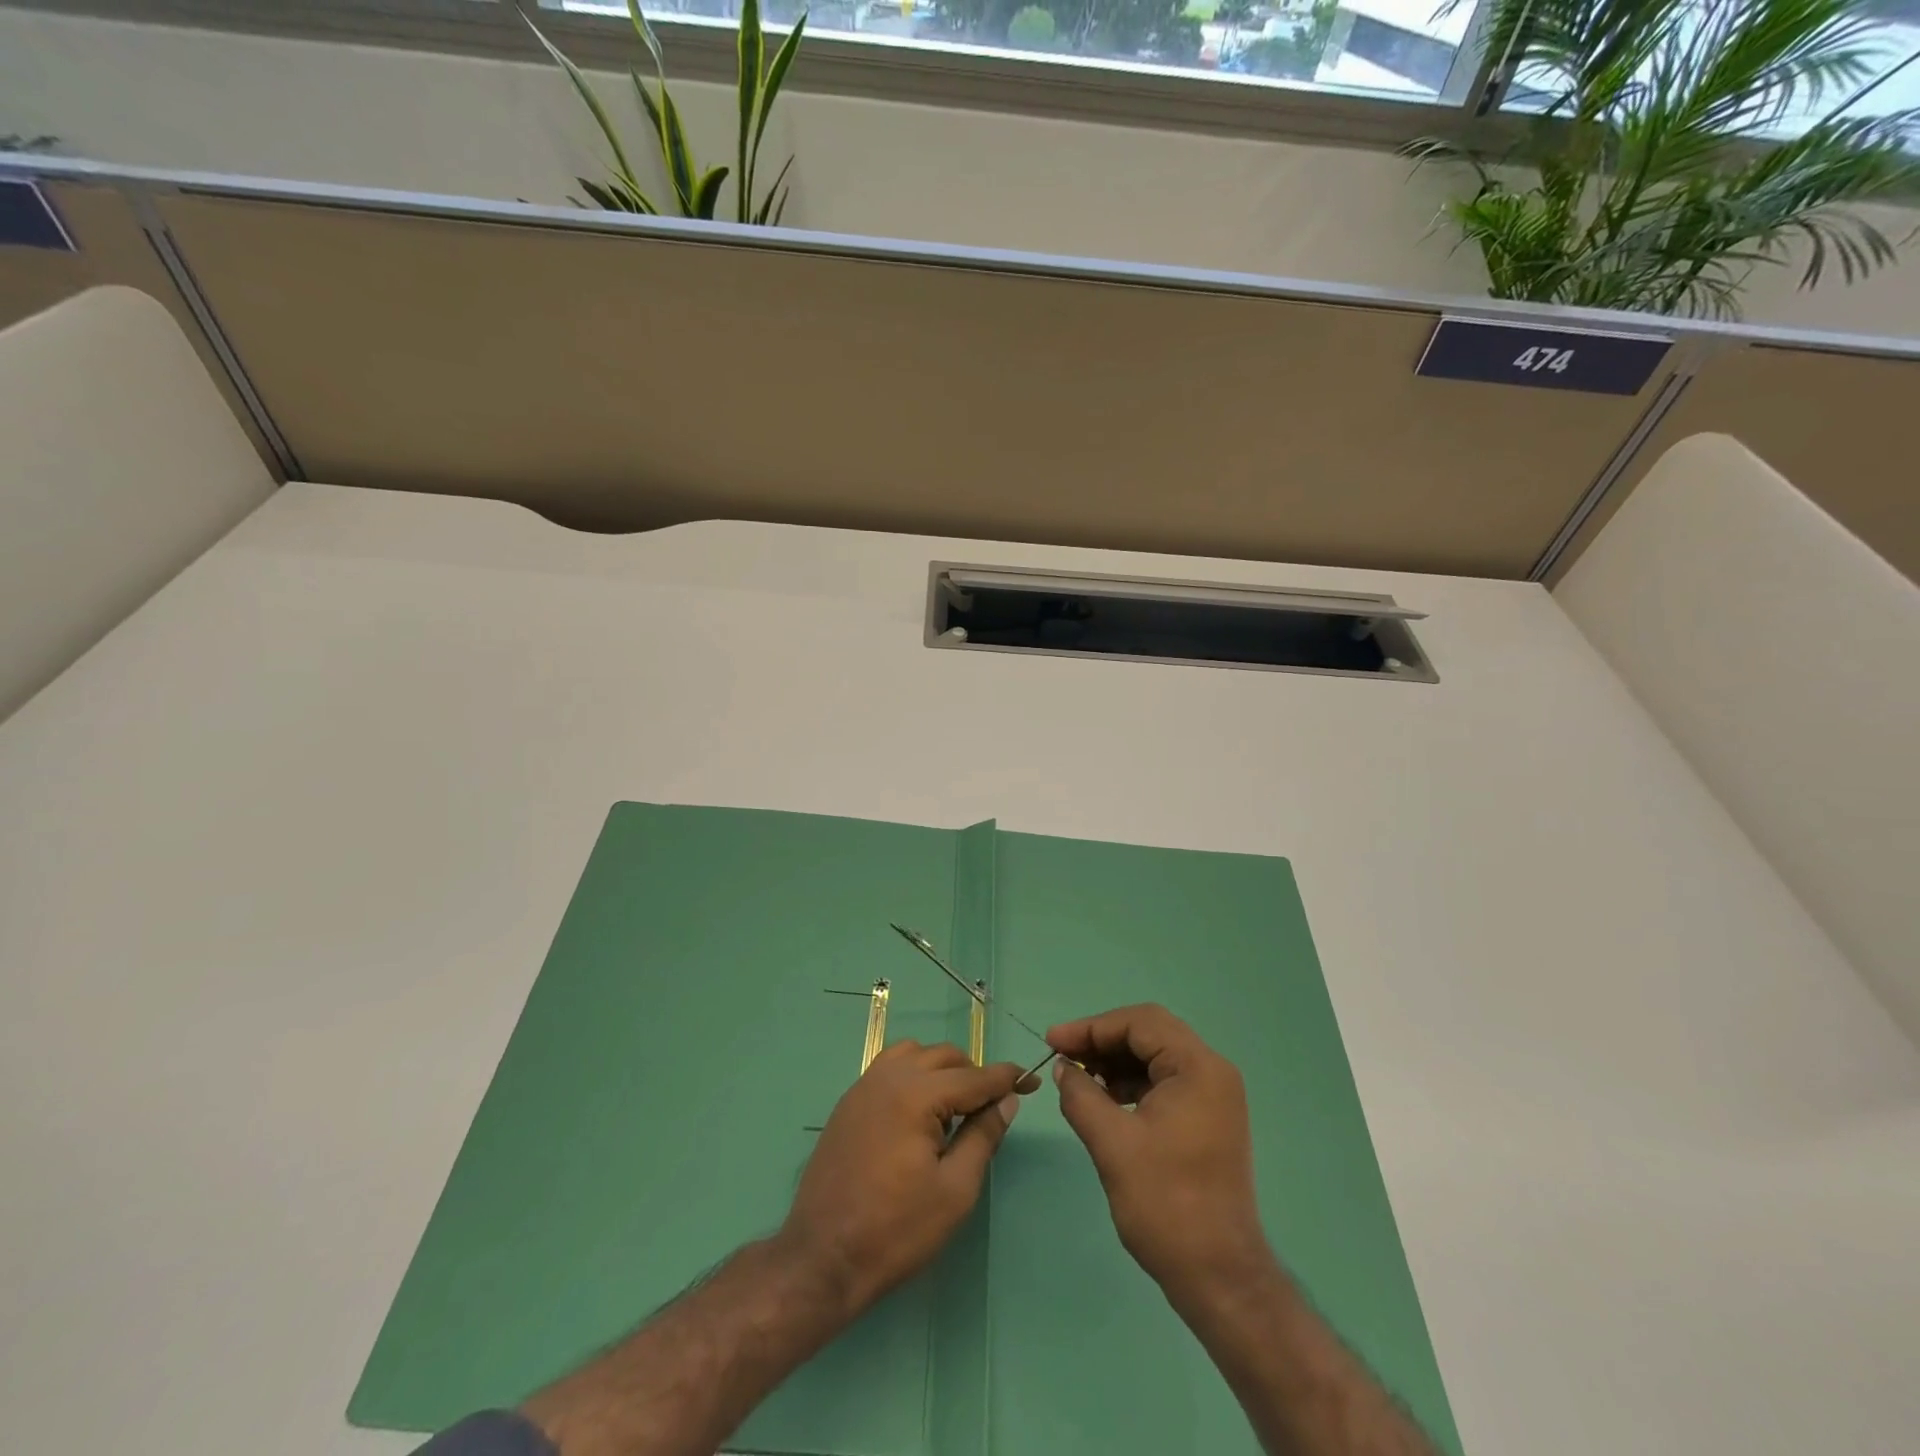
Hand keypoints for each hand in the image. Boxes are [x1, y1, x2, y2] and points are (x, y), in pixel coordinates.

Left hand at [780, 1041, 1036, 1314]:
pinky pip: (889, 1068)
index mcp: (916, 1093)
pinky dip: (914, 1075)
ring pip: (914, 1054)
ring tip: (955, 1107)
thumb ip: (983, 1137)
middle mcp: (889, 1076)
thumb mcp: (954, 1190)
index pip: (974, 1076)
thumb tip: (1007, 1101)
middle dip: (974, 1074)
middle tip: (993, 1107)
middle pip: (944, 1056)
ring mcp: (864, 1086)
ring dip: (941, 1069)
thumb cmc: (895, 1230)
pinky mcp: (849, 1102)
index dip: (1007, 1078)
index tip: (1032, 1081)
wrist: (822, 1258)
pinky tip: (920, 1111)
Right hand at [1048, 1004, 1271, 1301]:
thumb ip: (1081, 1096)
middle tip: (1063, 1056)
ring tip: (1078, 1078)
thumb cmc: (1166, 1205)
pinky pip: (1164, 1081)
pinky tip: (1104, 1098)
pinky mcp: (1207, 1118)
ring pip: (1155, 1056)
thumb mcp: (1112, 1144)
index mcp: (1198, 1068)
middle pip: (1149, 1033)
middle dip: (1102, 1040)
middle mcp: (1212, 1072)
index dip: (1092, 1027)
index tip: (1054, 1042)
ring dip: (1115, 1061)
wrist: (1219, 1277)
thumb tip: (1064, 1069)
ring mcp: (1213, 1096)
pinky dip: (1131, 1082)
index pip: (1140, 1023)